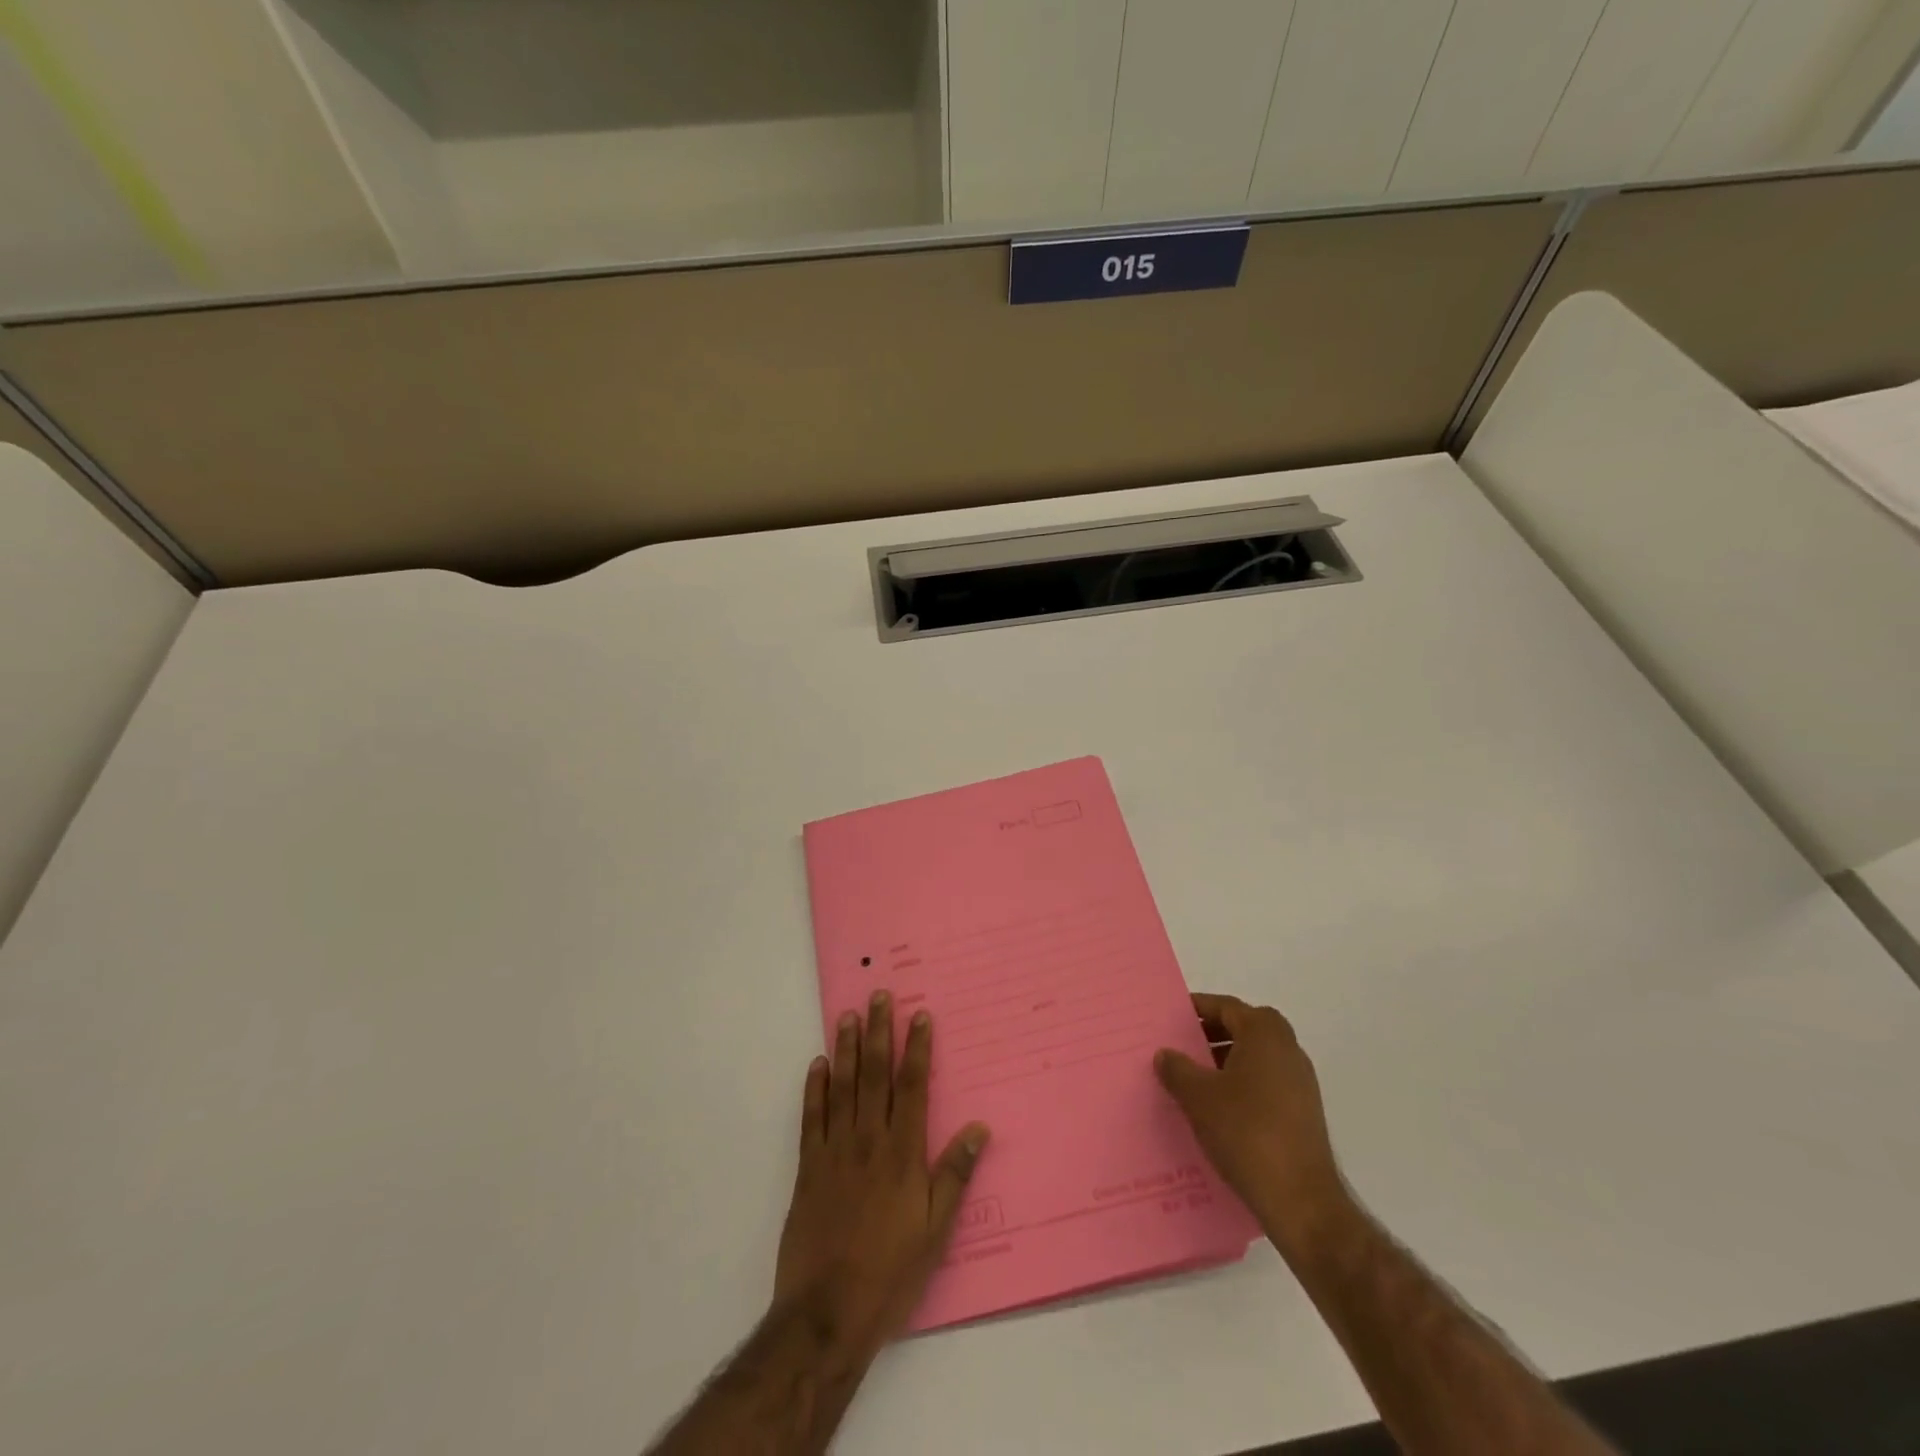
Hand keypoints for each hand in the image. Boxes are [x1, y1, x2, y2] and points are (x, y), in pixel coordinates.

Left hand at [773, 991, 990, 1360]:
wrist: (826, 1312)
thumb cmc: (890, 1272)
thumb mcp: (936, 1230)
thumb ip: (954, 1174)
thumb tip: (979, 1127)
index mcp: (902, 1153)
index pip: (912, 1086)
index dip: (917, 1047)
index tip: (919, 1014)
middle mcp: (868, 1140)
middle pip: (876, 1074)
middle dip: (880, 1031)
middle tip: (879, 995)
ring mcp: (834, 1151)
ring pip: (843, 1086)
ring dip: (848, 1048)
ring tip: (849, 1015)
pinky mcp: (808, 1168)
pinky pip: (812, 1117)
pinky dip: (814, 1087)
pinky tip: (818, 1064)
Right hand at [1155, 992, 1348, 1256]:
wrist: (1301, 1201)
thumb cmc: (1246, 1133)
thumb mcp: (1198, 1097)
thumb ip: (1177, 1069)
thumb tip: (1165, 1054)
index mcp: (1265, 1034)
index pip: (1226, 1007)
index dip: (1196, 1009)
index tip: (1170, 1017)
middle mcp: (1288, 1049)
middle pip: (1244, 1028)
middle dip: (1211, 1034)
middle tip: (1179, 1046)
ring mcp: (1301, 1082)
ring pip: (1256, 1057)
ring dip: (1225, 1061)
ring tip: (1193, 1079)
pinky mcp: (1304, 1113)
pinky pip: (1266, 1083)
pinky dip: (1241, 1084)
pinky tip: (1218, 1109)